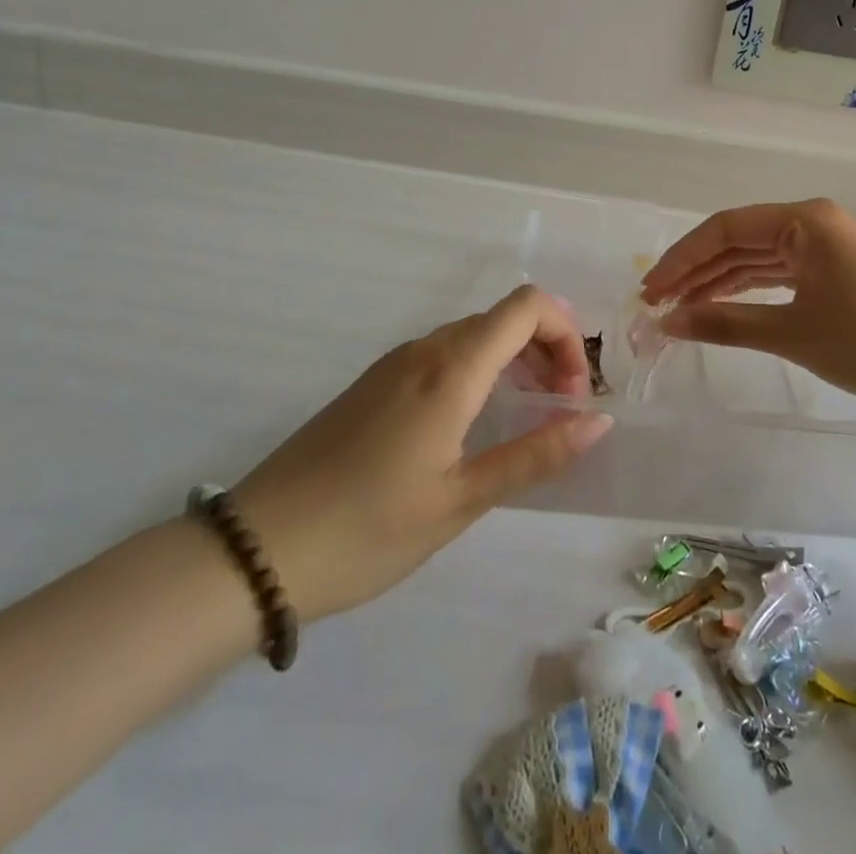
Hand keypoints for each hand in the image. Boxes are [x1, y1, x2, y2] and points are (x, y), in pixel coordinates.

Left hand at [232, 286, 610, 620]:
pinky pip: (443, 355)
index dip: (565, 334)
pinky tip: (472, 426)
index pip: (528, 306)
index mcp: (452, 369)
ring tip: (524, 419)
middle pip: (504, 317)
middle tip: (558, 411)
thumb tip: (598, 420)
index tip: (572, 393)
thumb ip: (536, 455)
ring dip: (513, 361)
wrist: (257, 550)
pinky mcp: (374, 383)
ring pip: (473, 336)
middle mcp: (425, 350)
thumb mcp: (461, 500)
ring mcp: (394, 363)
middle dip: (546, 351)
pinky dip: (478, 372)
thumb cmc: (368, 530)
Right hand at [639, 198, 855, 409]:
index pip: (725, 229)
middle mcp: (812, 221)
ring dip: (719, 280)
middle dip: (696, 270)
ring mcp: (825, 244)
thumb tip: (668, 322)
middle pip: (739, 240)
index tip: (650, 289)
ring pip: (757, 257)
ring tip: (680, 307)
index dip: (682, 258)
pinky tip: (721, 304)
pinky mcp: (834, 268)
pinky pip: (779, 271)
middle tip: (656, 302)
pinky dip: (749, 289)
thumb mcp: (792, 333)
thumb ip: (725, 323)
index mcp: (803, 220)